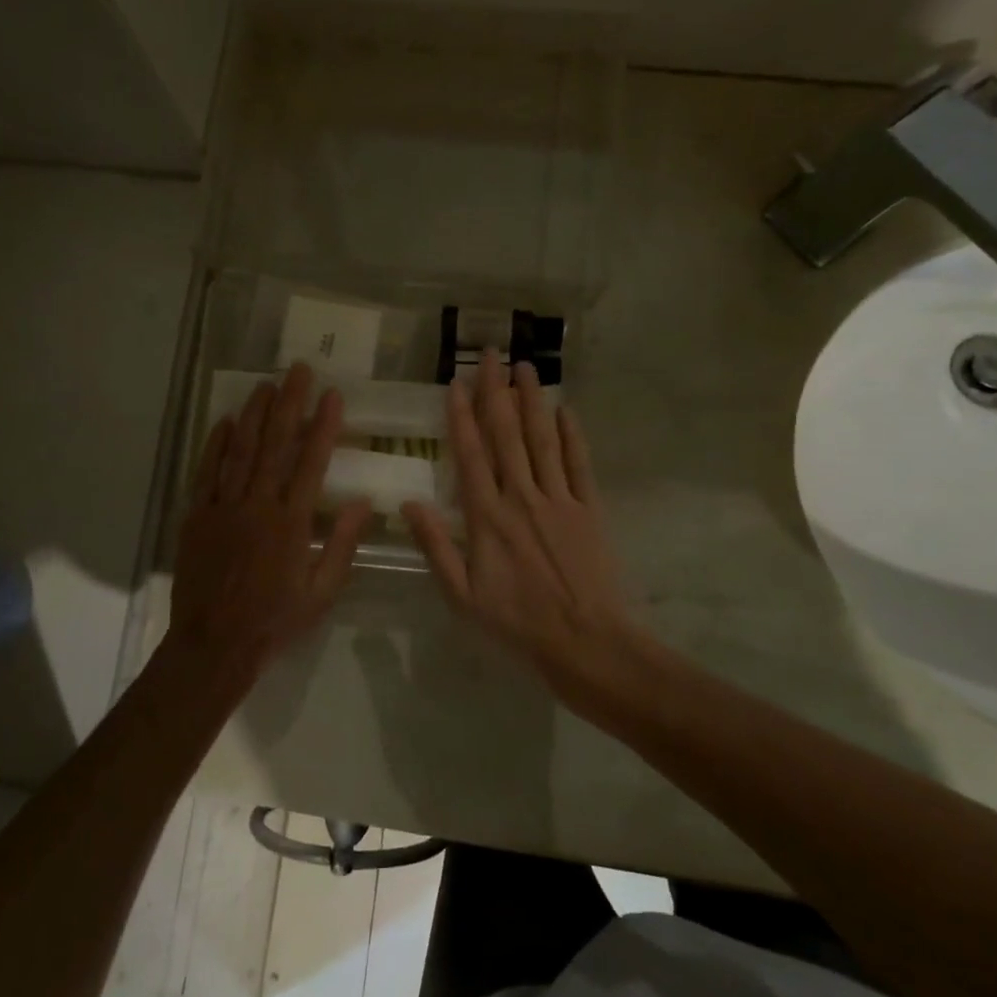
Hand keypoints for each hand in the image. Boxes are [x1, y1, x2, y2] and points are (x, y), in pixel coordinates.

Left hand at [170, 364, 372, 692]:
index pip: (311, 462)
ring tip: (266, 384)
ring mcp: (223, 507)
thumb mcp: (322, 592)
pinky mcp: (197, 516)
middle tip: (298, 370)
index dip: (323, 426)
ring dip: (253, 414)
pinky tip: (224, 421)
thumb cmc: (274, 620)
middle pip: (274, 444)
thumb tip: (365, 502)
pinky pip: (206, 473)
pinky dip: (215, 445)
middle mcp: (257, 505)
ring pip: (239, 450)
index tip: (333, 395)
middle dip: (288, 403)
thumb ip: (342, 545)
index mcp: (291, 523)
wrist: (213, 644)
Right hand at [402, 350, 642, 695]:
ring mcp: (559, 499)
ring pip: (542, 439)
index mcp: (487, 517)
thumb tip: (408, 504)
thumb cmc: (517, 622)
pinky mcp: (588, 508)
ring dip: (533, 401)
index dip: (461, 417)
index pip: (471, 455)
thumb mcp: (462, 595)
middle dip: (496, 392)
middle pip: (507, 435)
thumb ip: (436, 546)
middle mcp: (521, 497)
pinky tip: (566, 409)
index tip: (456, 383)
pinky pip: (578, 463)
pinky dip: (571, 434)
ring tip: (526, 367)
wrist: (586, 641)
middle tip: (492, 355)